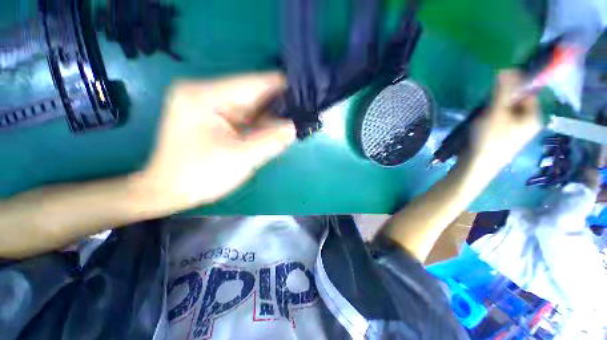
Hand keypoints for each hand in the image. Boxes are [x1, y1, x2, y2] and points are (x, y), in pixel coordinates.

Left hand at [138, 73, 294, 211]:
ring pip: (252, 105)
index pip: (254, 83)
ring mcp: (210, 104)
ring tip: (297, 118)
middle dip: (280, 103)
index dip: (283, 86)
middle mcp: (206, 93)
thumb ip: (272, 140)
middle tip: (305, 109)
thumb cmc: (199, 176)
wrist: (169, 191)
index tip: (307, 91)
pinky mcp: (215, 117)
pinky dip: (263, 123)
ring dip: (273, 114)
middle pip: (254, 93)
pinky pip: (246, 116)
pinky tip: (279, 127)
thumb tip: (295, 127)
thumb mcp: (241, 158)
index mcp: (206, 96)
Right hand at [470, 70, 541, 169]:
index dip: (513, 89)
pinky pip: (499, 122)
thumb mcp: (496, 112)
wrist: (477, 165)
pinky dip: (489, 120)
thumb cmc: (490, 139)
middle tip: (486, 109)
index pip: (527, 93)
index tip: (496, 93)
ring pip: (505, 113)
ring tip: (481, 120)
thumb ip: (502, 91)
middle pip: (515, 103)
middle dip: (499, 102)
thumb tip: (507, 68)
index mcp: (533, 117)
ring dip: (492, 112)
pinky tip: (480, 126)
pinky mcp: (502, 138)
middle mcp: (527, 124)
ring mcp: (515, 133)